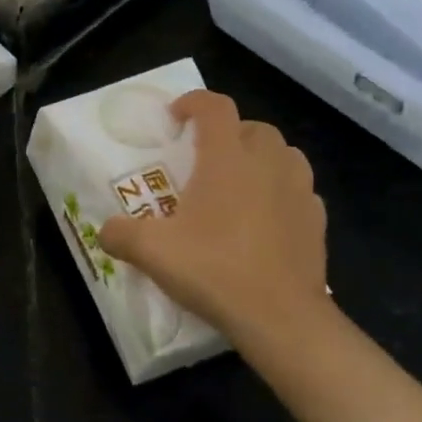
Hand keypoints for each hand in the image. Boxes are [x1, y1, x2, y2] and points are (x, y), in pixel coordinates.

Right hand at [99, 91, 328, 357]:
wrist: (280, 318)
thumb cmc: (214, 270)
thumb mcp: (152, 252)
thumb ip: (120, 234)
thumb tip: (105, 231)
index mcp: (227, 159)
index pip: (215, 107)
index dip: (193, 102)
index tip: (175, 117)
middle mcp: (267, 164)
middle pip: (253, 128)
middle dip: (229, 133)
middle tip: (205, 158)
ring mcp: (299, 191)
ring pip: (284, 155)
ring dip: (261, 159)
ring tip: (239, 184)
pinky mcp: (317, 221)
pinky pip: (300, 191)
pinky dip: (281, 193)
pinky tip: (265, 219)